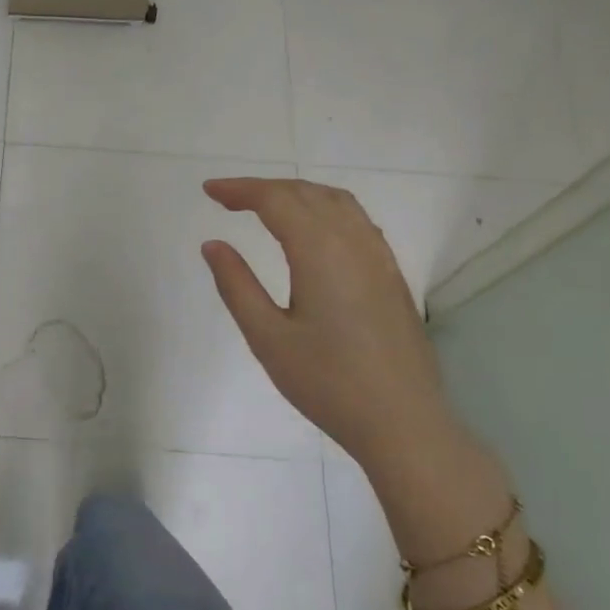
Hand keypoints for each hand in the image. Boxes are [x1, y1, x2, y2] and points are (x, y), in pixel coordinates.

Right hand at [201, 177, 458, 472]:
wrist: (401, 420)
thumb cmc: (326, 382)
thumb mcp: (267, 337)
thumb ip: (237, 285)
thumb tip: (213, 245)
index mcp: (320, 252)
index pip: (276, 200)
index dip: (240, 189)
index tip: (208, 191)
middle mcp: (354, 242)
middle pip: (308, 193)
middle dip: (265, 188)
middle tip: (227, 198)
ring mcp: (379, 258)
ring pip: (338, 203)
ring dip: (298, 194)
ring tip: (265, 206)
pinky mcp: (391, 276)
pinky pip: (357, 221)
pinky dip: (325, 209)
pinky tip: (312, 231)